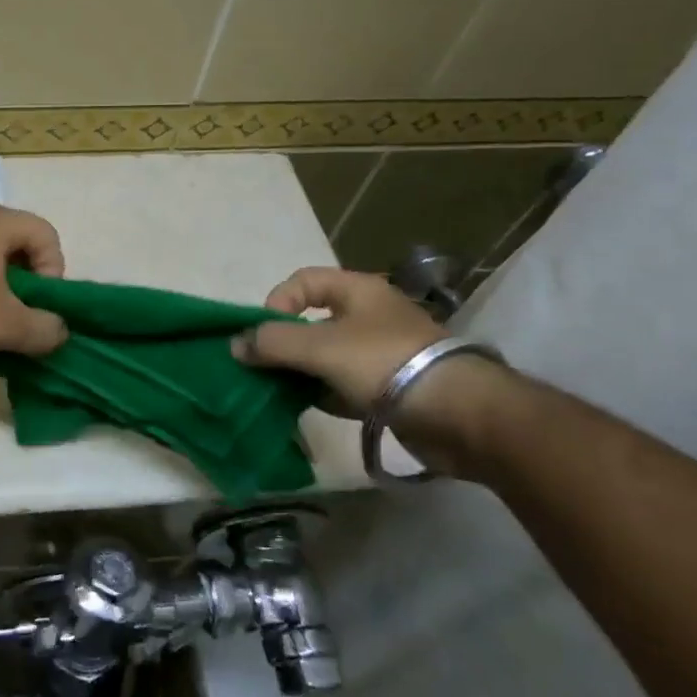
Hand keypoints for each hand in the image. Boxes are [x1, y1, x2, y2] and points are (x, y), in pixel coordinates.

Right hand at [231, 266, 442, 414]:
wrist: (461, 415)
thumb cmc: (384, 364)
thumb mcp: (320, 348)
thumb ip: (273, 343)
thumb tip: (234, 345)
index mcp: (357, 291)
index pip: (302, 281)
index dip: (277, 302)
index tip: (265, 334)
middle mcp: (369, 316)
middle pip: (312, 321)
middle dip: (283, 343)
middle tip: (263, 367)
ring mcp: (381, 353)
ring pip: (325, 356)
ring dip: (300, 371)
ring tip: (279, 391)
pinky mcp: (390, 388)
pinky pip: (343, 384)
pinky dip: (323, 393)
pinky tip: (309, 408)